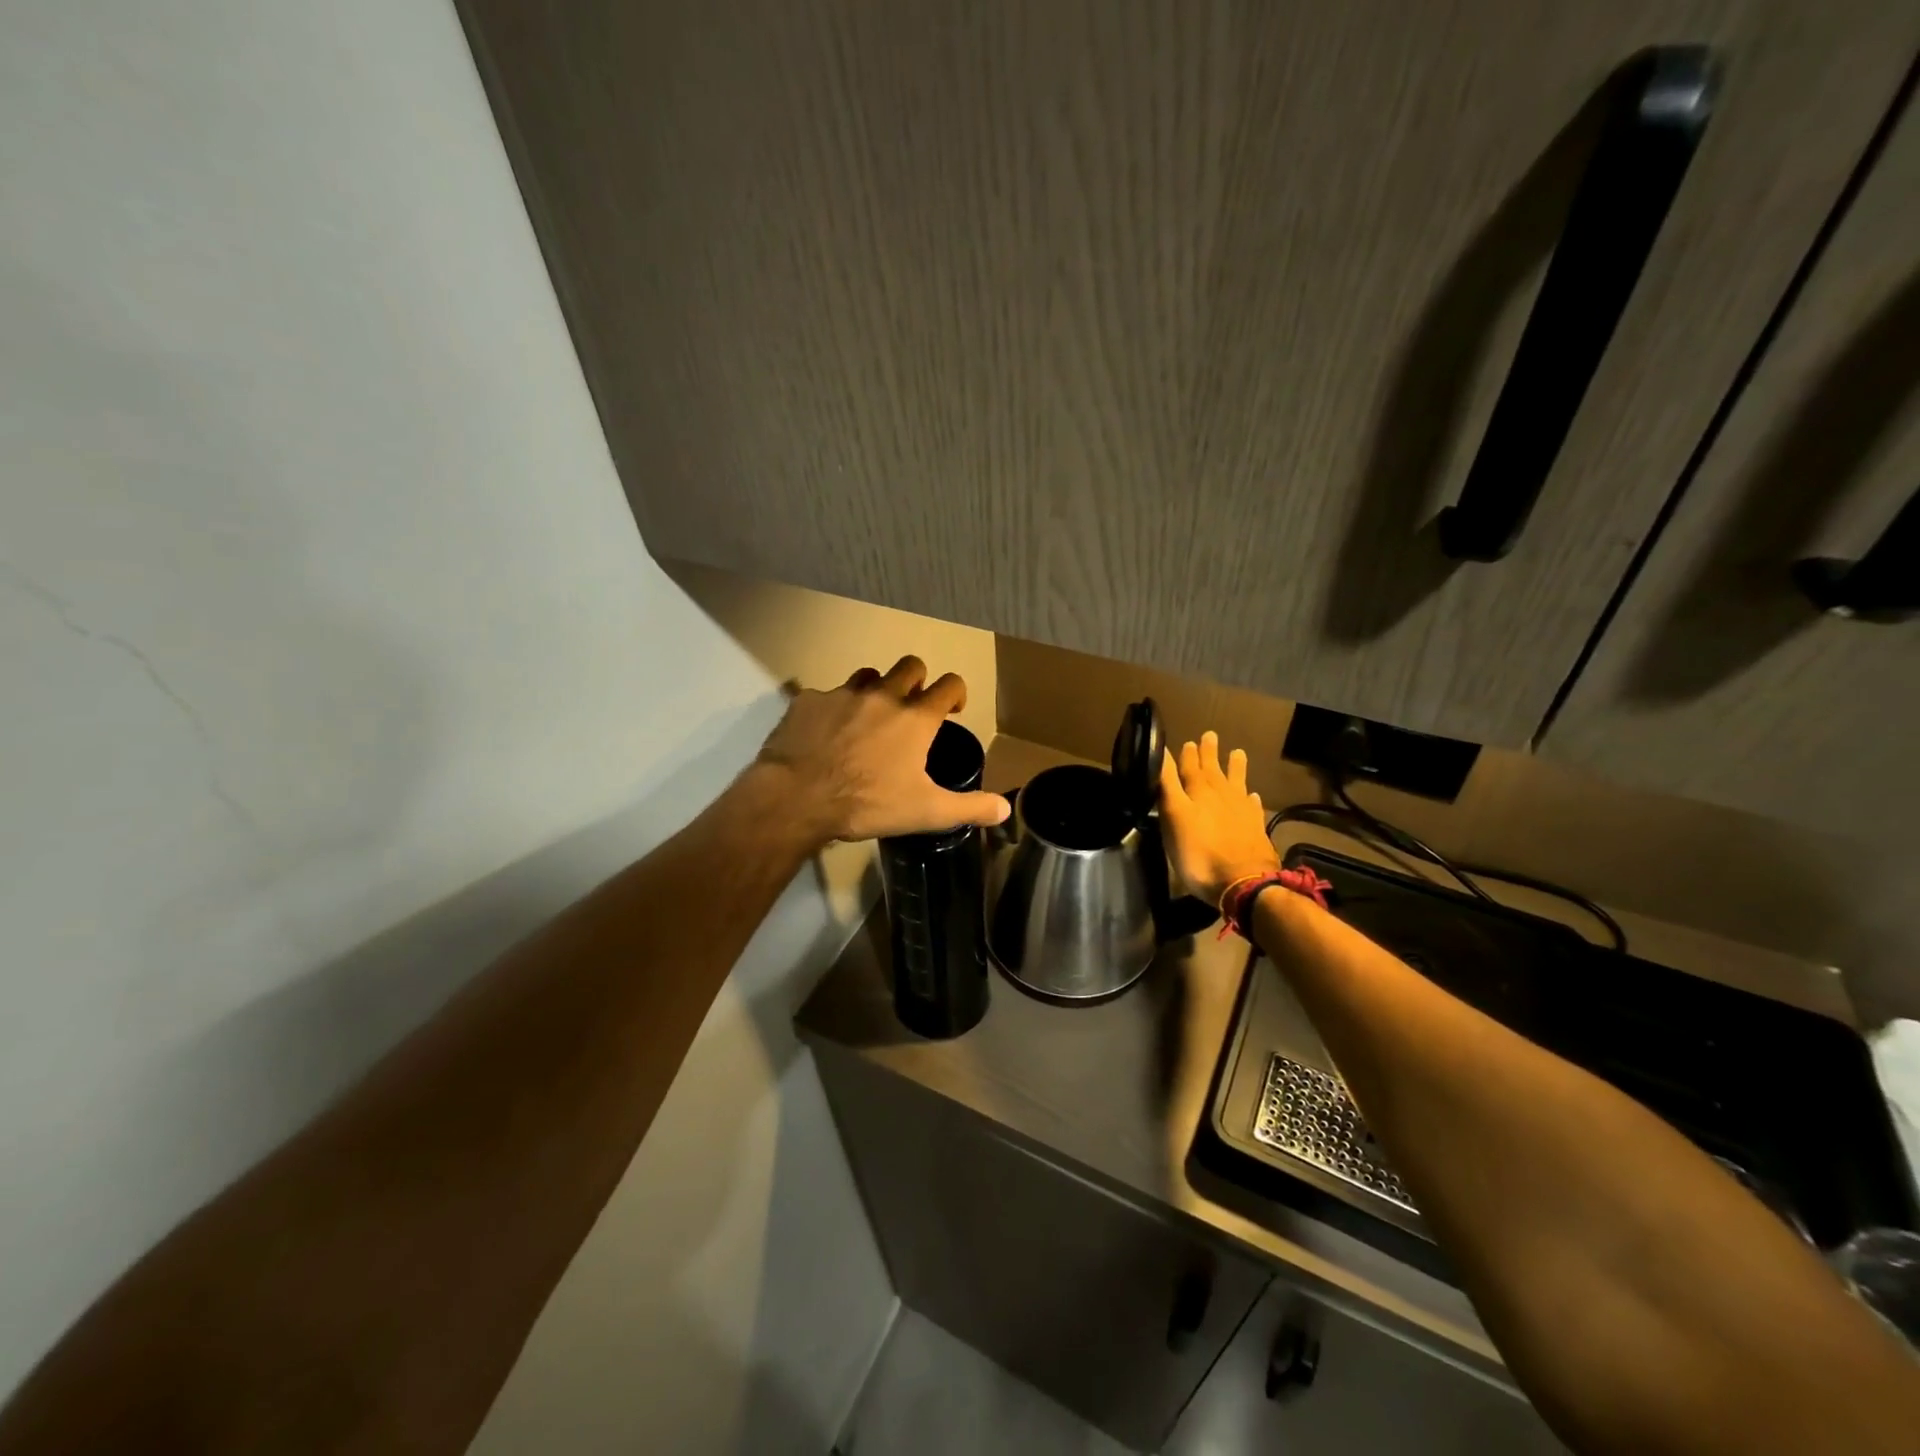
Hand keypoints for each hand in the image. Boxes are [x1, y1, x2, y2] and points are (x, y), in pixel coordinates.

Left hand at [756, 656, 1010, 841]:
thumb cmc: (868, 804)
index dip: (956, 693)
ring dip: (875, 689)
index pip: (949, 685)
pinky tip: (825, 733)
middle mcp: (883, 695)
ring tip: (868, 716)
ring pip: (867, 675)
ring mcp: (843, 694)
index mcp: (915, 718)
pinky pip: (826, 695)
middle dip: (917, 680)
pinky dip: (832, 709)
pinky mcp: (808, 700)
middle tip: (911, 706)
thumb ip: (969, 807)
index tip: (953, 708)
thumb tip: (1005, 808)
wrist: (797, 797)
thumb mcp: (926, 812)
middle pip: (910, 666)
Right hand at [1159, 731, 1280, 905]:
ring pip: (1237, 782)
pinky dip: (1250, 799)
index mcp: (1198, 791)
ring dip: (1235, 768)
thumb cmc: (1199, 853)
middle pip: (1213, 769)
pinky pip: (1253, 806)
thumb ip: (1168, 785)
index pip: (1189, 767)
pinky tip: (1252, 796)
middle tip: (1209, 736)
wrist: (1244, 883)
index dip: (1186, 755)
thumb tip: (1163, 753)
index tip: (1186, 741)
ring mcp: (1242, 811)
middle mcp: (1221, 795)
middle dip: (1209, 753)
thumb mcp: (1174, 816)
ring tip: (1237, 753)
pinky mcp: (1255, 828)